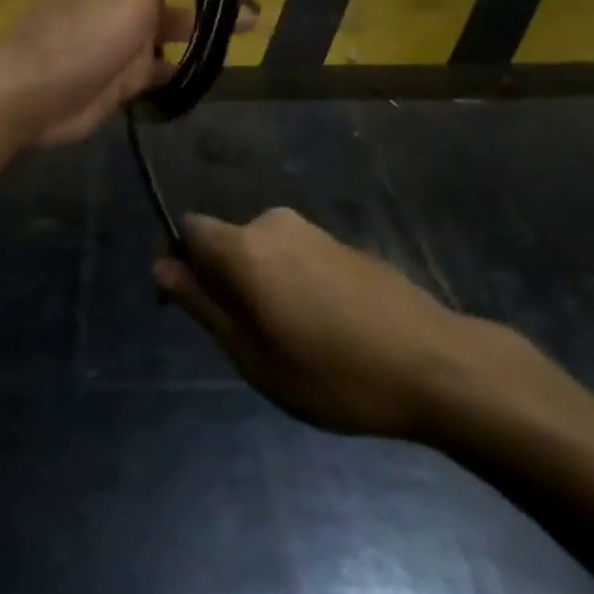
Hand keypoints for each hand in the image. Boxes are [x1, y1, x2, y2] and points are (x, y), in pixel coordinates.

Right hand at [154, 209, 580, 442]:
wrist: (432, 362)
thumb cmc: (332, 372)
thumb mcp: (253, 355)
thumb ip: (202, 306)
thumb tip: (161, 266)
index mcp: (244, 246)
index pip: (189, 229)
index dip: (181, 263)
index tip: (195, 308)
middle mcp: (272, 222)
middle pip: (226, 242)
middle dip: (224, 282)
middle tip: (251, 342)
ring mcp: (311, 228)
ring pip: (260, 251)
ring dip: (260, 286)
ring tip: (292, 342)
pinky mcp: (339, 241)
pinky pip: (293, 254)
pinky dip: (290, 282)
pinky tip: (324, 328)